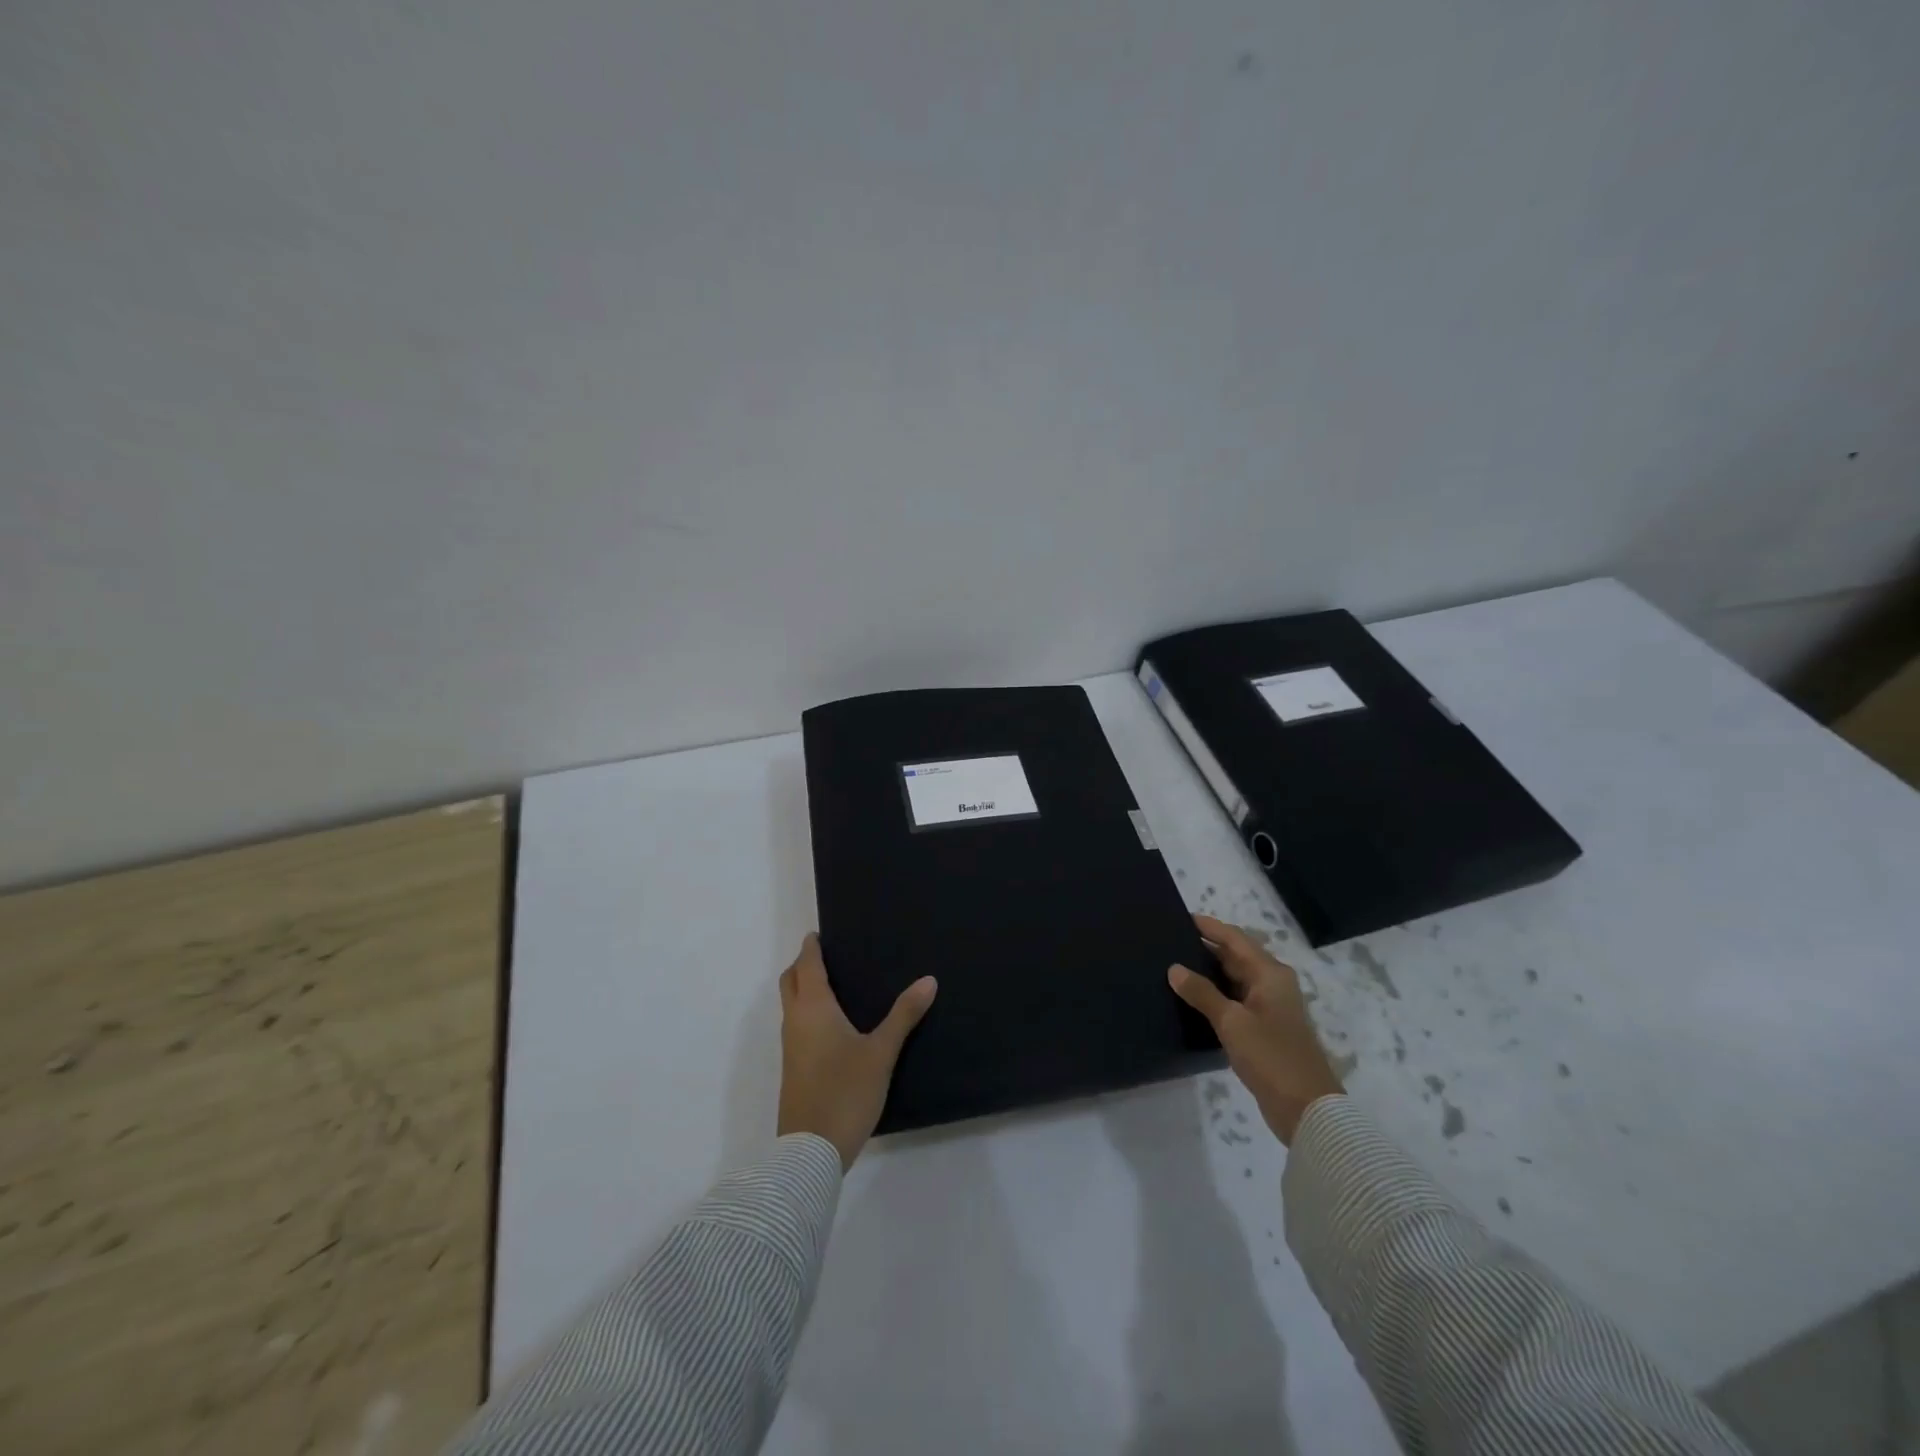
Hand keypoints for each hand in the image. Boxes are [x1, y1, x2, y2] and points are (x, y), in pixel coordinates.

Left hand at [777, 934, 937, 1169]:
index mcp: (813, 1008)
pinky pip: (796, 1025)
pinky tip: (833, 1024)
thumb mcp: (881, 1052)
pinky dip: (807, 1011)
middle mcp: (795, 1021)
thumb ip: (904, 1015)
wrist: (809, 1152)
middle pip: (790, 981)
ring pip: (791, 1004)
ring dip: (803, 988)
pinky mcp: (793, 1068)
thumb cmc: (845, 1092)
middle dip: (803, 964)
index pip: (807, 965)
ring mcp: (790, 1047)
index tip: (820, 933)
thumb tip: (928, 980)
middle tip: (828, 955)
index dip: (811, 947)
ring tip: (835, 984)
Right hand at [1168, 915, 1343, 1144]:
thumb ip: (1202, 993)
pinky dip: (1215, 995)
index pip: (1234, 938)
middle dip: (1205, 947)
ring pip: (1234, 979)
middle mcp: (1272, 984)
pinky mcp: (1264, 1029)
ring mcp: (1269, 1007)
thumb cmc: (1271, 1056)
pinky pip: (1235, 1000)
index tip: (1180, 917)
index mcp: (1270, 974)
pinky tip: (1191, 999)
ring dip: (1208, 972)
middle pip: (1235, 956)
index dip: (1209, 927)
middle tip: (1169, 941)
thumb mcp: (1232, 1022)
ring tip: (1173, 966)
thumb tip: (1174, 968)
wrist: (1307, 1109)